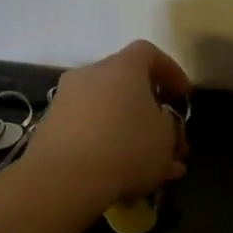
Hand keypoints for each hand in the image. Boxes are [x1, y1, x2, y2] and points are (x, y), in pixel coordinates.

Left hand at [24, 40, 190, 212]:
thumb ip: (169, 128)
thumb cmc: (126, 148)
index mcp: (122, 67)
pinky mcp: (50, 127)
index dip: (170, 71)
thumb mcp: (166, 140)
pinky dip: (104, 144)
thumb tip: (162, 128)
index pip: (148, 53)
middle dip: (145, 106)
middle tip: (162, 132)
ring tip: (145, 163)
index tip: (182, 96)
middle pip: (123, 81)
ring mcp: (65, 100)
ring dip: (126, 130)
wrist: (64, 179)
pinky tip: (120, 173)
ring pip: (105, 110)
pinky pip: (86, 129)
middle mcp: (89, 74)